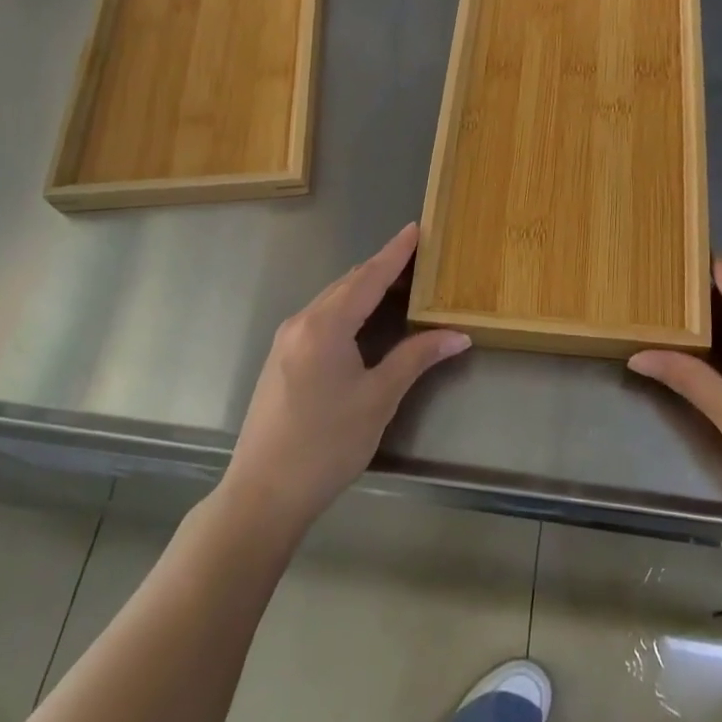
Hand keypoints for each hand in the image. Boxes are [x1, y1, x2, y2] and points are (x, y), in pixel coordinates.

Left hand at [222, 224, 469, 537]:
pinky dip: (348, 307)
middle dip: (382, 267)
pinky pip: (320, 317)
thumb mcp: (378, 399)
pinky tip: (365, 320)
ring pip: (332, 300)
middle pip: (348, 283)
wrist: (263, 492)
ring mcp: (286, 340)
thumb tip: (458, 335)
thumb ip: (416, 358)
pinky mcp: (281, 358)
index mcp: (325, 326)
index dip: (395, 252)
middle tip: (417, 258)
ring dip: (364, 288)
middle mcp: (301, 322)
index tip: (416, 228)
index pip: (368, 277)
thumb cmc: (327, 445)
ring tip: (398, 284)